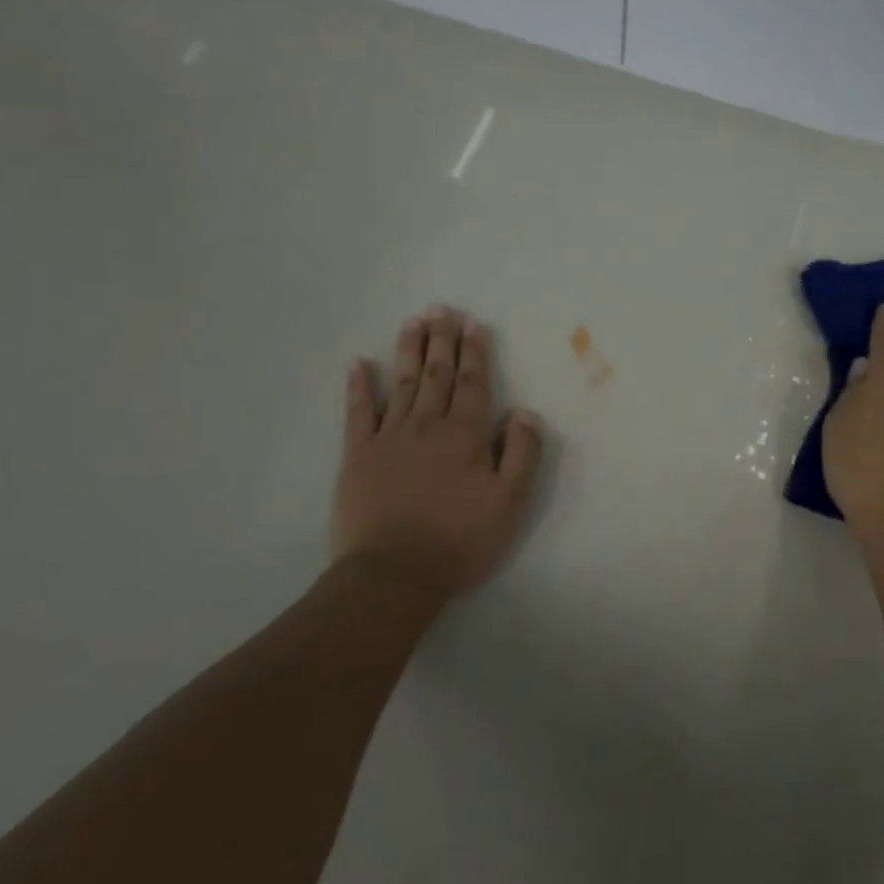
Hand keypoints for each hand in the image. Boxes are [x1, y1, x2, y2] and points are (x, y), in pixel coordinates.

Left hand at [331, 305, 544, 598]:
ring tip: (413, 322)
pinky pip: (358, 412)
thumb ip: (523, 454)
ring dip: (408, 350)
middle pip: (436, 374)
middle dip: (442, 340)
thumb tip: (525, 412)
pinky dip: (359, 386)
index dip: (475, 353)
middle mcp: (427, 426)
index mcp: (465, 435)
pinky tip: (360, 364)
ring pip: (401, 383)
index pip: (473, 384)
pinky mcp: (358, 456)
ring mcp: (389, 438)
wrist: (394, 574)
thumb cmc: (460, 540)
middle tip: (442, 308)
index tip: (474, 324)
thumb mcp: (510, 503)